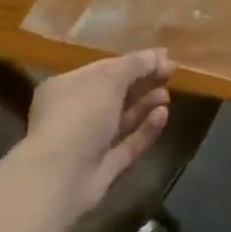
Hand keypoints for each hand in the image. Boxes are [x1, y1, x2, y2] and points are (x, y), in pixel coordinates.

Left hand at [21, 50, 174, 218]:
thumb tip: (161, 54)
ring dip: (145, 105)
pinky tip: (163, 115)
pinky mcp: (102, 168)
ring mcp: (88, 143)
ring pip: (122, 120)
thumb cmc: (80, 114)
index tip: (163, 57)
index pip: (105, 68)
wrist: (60, 177)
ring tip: (167, 96)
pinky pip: (127, 144)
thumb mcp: (109, 79)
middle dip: (142, 83)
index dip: (135, 62)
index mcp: (67, 87)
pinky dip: (145, 129)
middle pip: (115, 93)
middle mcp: (75, 113)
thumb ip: (136, 64)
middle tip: (170, 75)